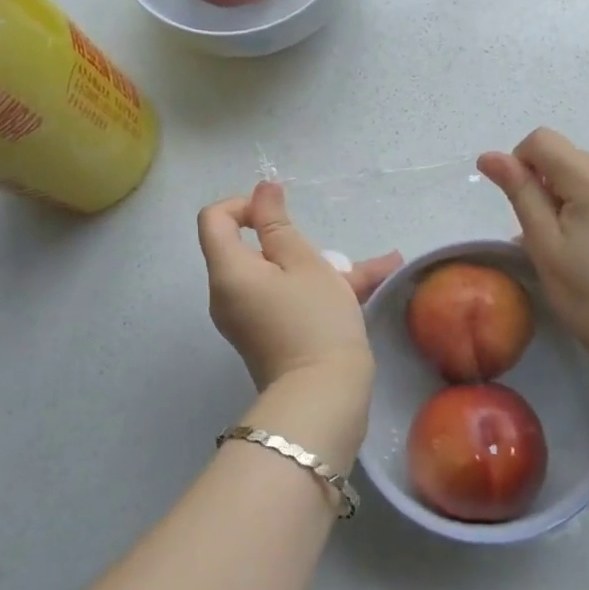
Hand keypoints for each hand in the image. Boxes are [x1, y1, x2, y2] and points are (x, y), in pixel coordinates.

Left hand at [197, 181, 400, 393]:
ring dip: (317, 266)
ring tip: (374, 267)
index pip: (214, 218)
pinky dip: (316, 289)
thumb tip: (262, 190)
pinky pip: (285, 299)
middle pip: (248, 248)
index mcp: (228, 271)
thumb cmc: (315, 321)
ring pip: (276, 275)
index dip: (245, 204)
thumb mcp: (304, 263)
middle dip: (292, 240)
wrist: (322, 399)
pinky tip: (370, 284)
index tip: (280, 215)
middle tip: (330, 251)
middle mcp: (226, 294)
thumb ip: (279, 223)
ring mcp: (245, 319)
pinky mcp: (265, 337)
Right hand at [477, 129, 588, 383]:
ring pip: (582, 169)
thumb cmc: (588, 294)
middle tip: (545, 233)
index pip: (542, 140)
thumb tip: (489, 155)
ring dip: (563, 193)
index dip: (520, 164)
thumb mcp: (543, 243)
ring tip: (568, 240)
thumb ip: (519, 192)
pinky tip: (588, 240)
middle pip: (563, 154)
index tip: (522, 206)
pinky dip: (584, 201)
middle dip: (543, 183)